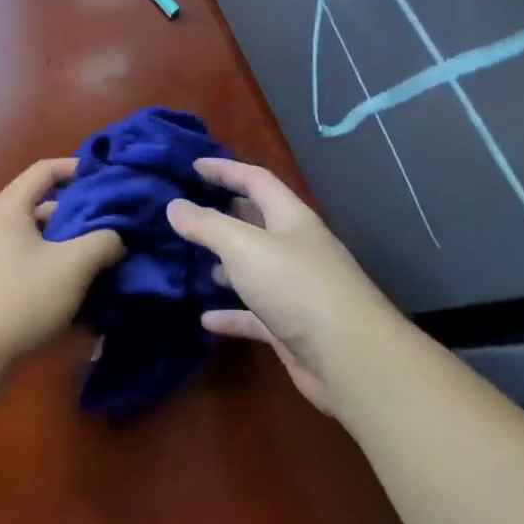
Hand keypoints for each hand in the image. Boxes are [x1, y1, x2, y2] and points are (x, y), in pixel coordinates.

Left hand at [0, 158, 124, 370]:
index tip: (110, 180)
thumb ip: (102, 242)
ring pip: (39, 239)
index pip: (46, 170)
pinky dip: (53, 268)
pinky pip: (28, 263)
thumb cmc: (19, 298)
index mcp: (8, 207)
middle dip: (81, 215)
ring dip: (70, 246)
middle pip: (44, 206)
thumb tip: (116, 238)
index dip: (79, 169)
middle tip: (115, 226)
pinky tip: (78, 289)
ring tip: (104, 260)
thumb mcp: (72, 266)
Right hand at [166, 158, 400, 414]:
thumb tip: (174, 205)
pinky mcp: (290, 326)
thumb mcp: (244, 247)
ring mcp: (294, 289)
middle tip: (186, 212)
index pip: (256, 180)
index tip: (192, 165)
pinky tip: (205, 319)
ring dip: (225, 263)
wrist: (349, 358)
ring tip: (190, 260)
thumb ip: (207, 225)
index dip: (225, 170)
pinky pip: (253, 314)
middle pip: (256, 222)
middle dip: (224, 213)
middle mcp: (295, 248)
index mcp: (291, 218)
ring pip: (253, 268)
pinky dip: (230, 313)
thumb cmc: (296, 287)